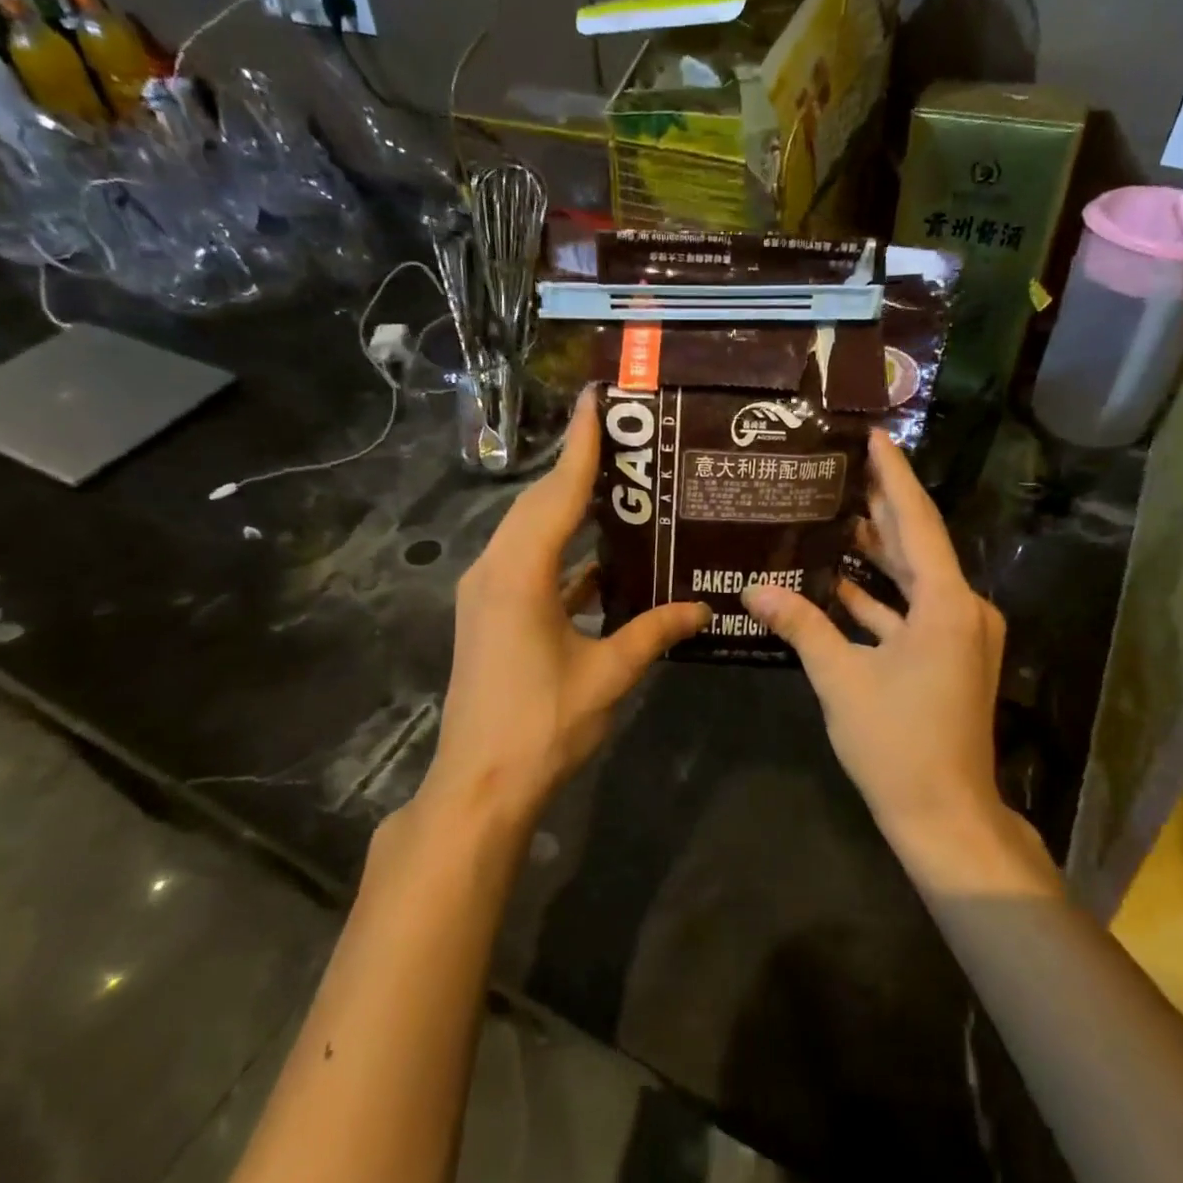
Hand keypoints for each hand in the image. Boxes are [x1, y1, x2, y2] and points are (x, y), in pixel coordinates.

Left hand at [424, 389, 709, 826]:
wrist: (479, 785)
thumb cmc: (543, 725)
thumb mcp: (608, 674)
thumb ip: (654, 632)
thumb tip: (702, 608)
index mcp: (520, 573)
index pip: (557, 493)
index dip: (580, 444)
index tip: (597, 398)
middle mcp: (495, 569)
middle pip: (538, 503)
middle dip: (576, 467)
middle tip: (622, 437)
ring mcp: (486, 592)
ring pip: (530, 532)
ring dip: (567, 508)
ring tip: (617, 487)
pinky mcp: (489, 614)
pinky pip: (528, 564)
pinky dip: (562, 552)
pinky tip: (601, 558)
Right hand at [742, 433, 1023, 862]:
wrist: (945, 816)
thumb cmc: (896, 743)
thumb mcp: (840, 679)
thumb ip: (800, 625)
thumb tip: (753, 589)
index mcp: (947, 604)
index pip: (917, 522)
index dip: (893, 476)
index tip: (872, 436)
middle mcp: (963, 609)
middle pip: (918, 545)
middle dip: (881, 508)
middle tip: (842, 469)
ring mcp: (960, 636)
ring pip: (914, 580)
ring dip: (877, 554)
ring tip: (833, 517)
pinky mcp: (948, 658)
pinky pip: (912, 613)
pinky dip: (879, 599)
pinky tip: (837, 583)